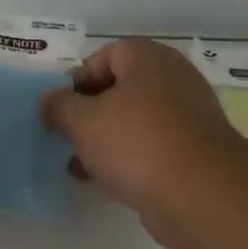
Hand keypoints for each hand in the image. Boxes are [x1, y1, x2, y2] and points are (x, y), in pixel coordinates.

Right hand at [41, 39, 246, 246]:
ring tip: (77, 165)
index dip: (79, 78)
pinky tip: (106, 181)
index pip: (107, 54)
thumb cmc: (136, 142)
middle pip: (121, 88)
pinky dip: (128, 159)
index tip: (61, 107)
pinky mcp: (194, 153)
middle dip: (90, 112)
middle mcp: (174, 80)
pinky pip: (152, 147)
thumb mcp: (83, 121)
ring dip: (105, 139)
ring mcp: (189, 117)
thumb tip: (47, 101)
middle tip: (67, 135)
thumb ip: (59, 107)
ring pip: (135, 121)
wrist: (200, 194)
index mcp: (149, 60)